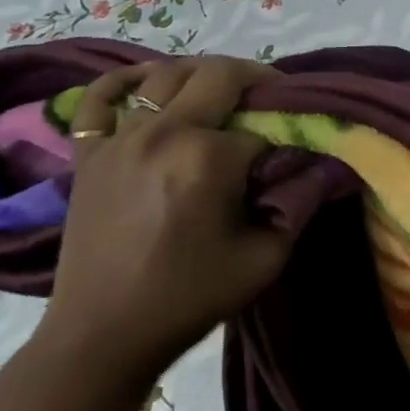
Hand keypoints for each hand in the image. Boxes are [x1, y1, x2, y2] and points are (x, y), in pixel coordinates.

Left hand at [34, 55, 287, 385]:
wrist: (102, 337)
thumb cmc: (190, 298)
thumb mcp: (266, 257)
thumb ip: (299, 203)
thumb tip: (320, 164)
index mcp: (207, 157)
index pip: (264, 124)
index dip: (288, 133)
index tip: (297, 148)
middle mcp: (162, 133)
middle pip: (218, 75)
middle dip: (255, 81)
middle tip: (273, 101)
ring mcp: (118, 139)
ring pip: (166, 73)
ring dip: (204, 74)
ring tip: (224, 93)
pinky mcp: (88, 154)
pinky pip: (99, 96)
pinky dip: (125, 80)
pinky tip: (148, 83)